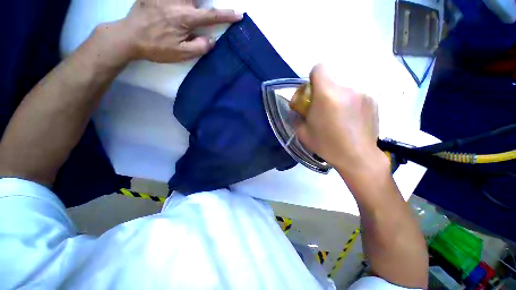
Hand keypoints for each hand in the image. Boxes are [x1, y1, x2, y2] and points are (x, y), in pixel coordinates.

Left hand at [111, 0, 242, 62]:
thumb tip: (212, 40)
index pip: (211, 15)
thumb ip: (200, 47)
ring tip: (196, 5)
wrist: (129, 37)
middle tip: (207, 7)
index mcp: (185, 18)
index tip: (238, 14)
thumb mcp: (181, 54)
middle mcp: (177, 1)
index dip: (227, 15)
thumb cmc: (157, 48)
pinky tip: (182, 2)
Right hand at [297, 65, 387, 176]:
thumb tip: (300, 109)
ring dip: (337, 97)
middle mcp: (347, 89)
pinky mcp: (373, 100)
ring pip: (343, 88)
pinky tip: (350, 119)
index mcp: (327, 95)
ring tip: (337, 116)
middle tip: (322, 109)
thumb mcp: (303, 132)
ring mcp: (363, 93)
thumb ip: (298, 116)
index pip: (319, 68)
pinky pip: (355, 95)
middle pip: (331, 79)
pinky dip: (349, 103)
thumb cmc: (327, 145)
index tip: (312, 92)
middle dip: (323, 91)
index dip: (313, 78)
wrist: (357, 157)